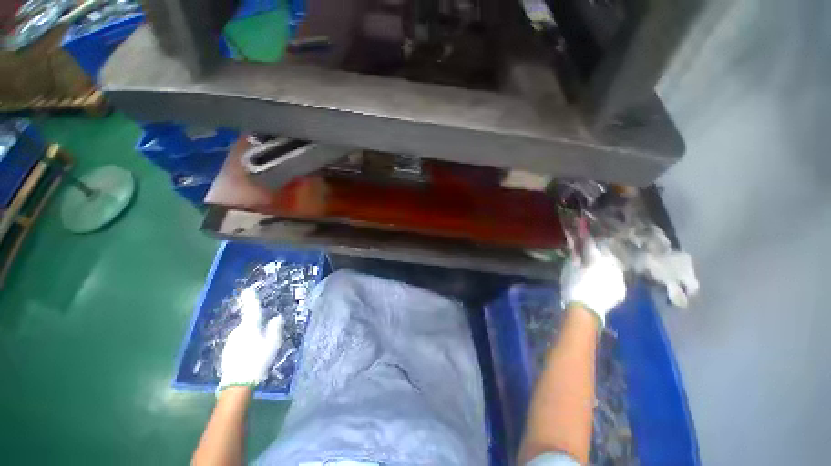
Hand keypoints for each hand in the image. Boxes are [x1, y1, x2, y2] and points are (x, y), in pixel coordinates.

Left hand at [218, 287, 284, 391]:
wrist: (238, 382)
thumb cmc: (259, 359)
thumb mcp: (273, 343)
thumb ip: (275, 328)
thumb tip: (276, 317)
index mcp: (251, 326)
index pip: (251, 308)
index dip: (250, 298)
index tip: (247, 290)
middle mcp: (238, 330)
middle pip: (249, 322)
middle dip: (256, 323)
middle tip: (266, 332)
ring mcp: (231, 340)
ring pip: (244, 332)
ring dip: (251, 334)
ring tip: (259, 346)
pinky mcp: (227, 350)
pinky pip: (239, 341)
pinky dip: (245, 342)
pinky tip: (250, 353)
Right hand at [561, 240, 625, 324]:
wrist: (585, 310)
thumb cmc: (573, 286)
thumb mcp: (569, 269)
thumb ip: (574, 255)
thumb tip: (575, 245)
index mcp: (597, 258)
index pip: (590, 243)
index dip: (585, 237)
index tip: (581, 230)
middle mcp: (612, 265)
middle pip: (604, 254)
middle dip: (597, 252)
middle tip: (589, 253)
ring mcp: (619, 278)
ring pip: (612, 266)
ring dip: (605, 265)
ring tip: (597, 268)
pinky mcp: (621, 289)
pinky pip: (615, 279)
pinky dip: (609, 277)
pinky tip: (602, 281)